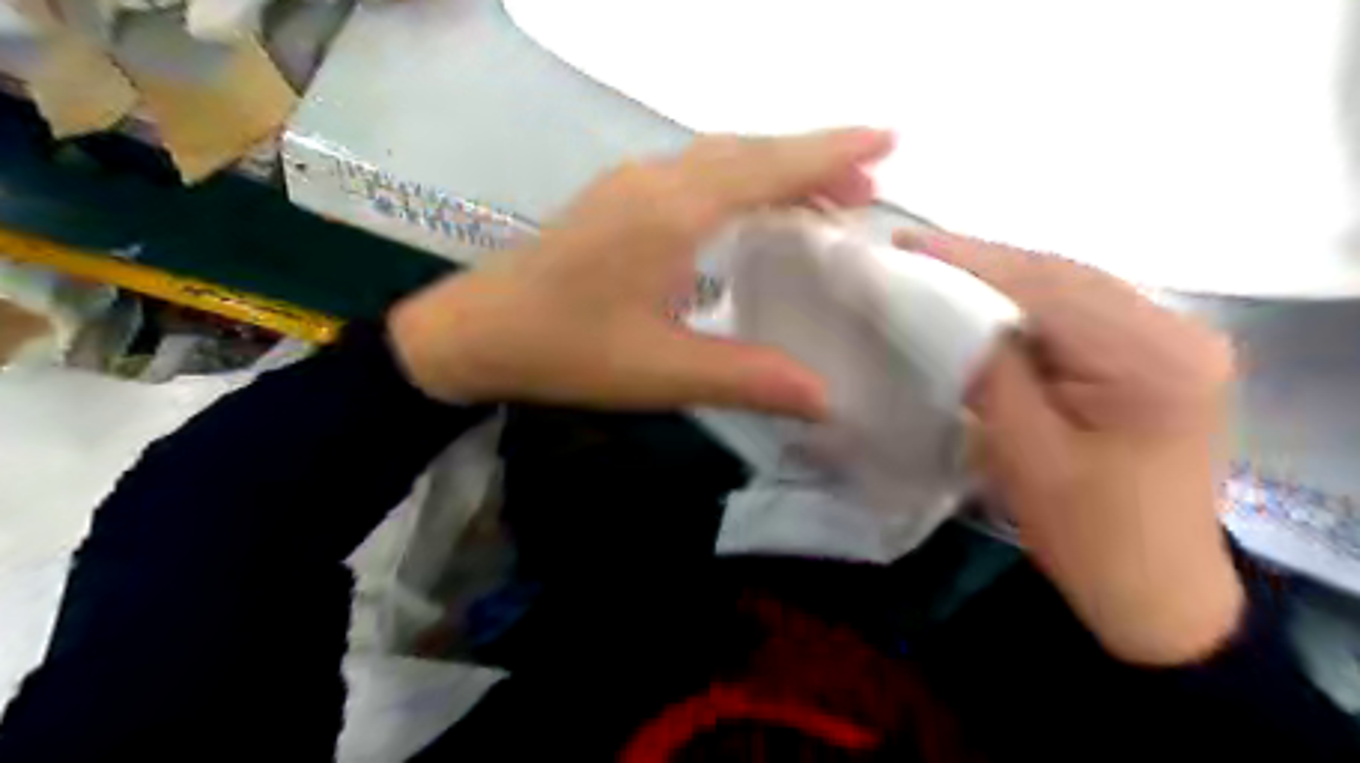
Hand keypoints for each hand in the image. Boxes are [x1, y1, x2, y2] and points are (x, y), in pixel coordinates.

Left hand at [389, 129, 899, 420]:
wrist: (475, 332)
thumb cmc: (567, 349)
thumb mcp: (663, 371)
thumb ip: (748, 379)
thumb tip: (825, 398)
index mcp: (673, 212)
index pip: (769, 167)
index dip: (831, 151)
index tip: (887, 138)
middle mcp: (655, 180)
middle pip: (749, 152)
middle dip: (813, 160)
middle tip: (865, 188)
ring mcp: (630, 183)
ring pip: (720, 157)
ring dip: (775, 169)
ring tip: (821, 199)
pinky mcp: (615, 199)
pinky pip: (694, 171)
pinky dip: (738, 180)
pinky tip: (747, 209)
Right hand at [900, 223, 1246, 661]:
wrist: (1154, 589)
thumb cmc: (1087, 533)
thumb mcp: (1023, 451)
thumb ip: (989, 372)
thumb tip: (946, 315)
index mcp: (1152, 359)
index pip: (1047, 288)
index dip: (970, 262)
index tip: (906, 247)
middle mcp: (1178, 331)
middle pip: (1064, 276)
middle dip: (983, 264)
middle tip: (913, 255)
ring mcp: (1175, 339)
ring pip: (1071, 287)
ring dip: (1002, 279)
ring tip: (938, 273)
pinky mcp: (1157, 355)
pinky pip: (1080, 310)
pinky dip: (1027, 304)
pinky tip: (985, 307)